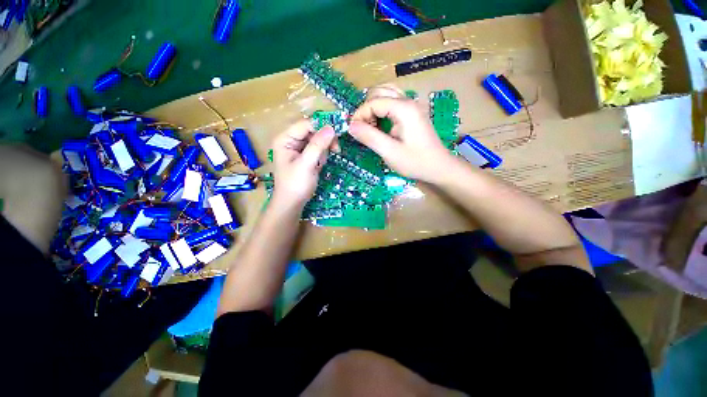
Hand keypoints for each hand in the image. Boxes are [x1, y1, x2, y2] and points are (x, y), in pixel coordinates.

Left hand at [271, 119, 335, 209]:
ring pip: (317, 140)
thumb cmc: (296, 184)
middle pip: (312, 131)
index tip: (337, 136)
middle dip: (324, 141)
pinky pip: (317, 149)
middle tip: (336, 150)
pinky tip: (319, 165)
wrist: (292, 203)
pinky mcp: (305, 156)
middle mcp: (291, 140)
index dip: (322, 127)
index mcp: (285, 139)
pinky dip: (322, 156)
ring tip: (321, 163)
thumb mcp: (307, 164)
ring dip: (324, 150)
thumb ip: (317, 145)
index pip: (306, 124)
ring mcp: (298, 149)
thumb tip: (331, 128)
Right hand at [349, 89, 454, 183]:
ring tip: (371, 126)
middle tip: (364, 129)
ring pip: (386, 94)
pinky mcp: (412, 113)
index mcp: (403, 108)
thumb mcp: (390, 152)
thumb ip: (369, 137)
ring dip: (374, 107)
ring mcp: (412, 105)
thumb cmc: (415, 162)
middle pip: (379, 92)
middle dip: (366, 109)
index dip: (359, 115)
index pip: (373, 102)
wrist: (438, 167)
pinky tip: (381, 123)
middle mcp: (408, 101)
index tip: (353, 131)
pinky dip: (382, 109)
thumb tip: (351, 126)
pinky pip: (393, 102)